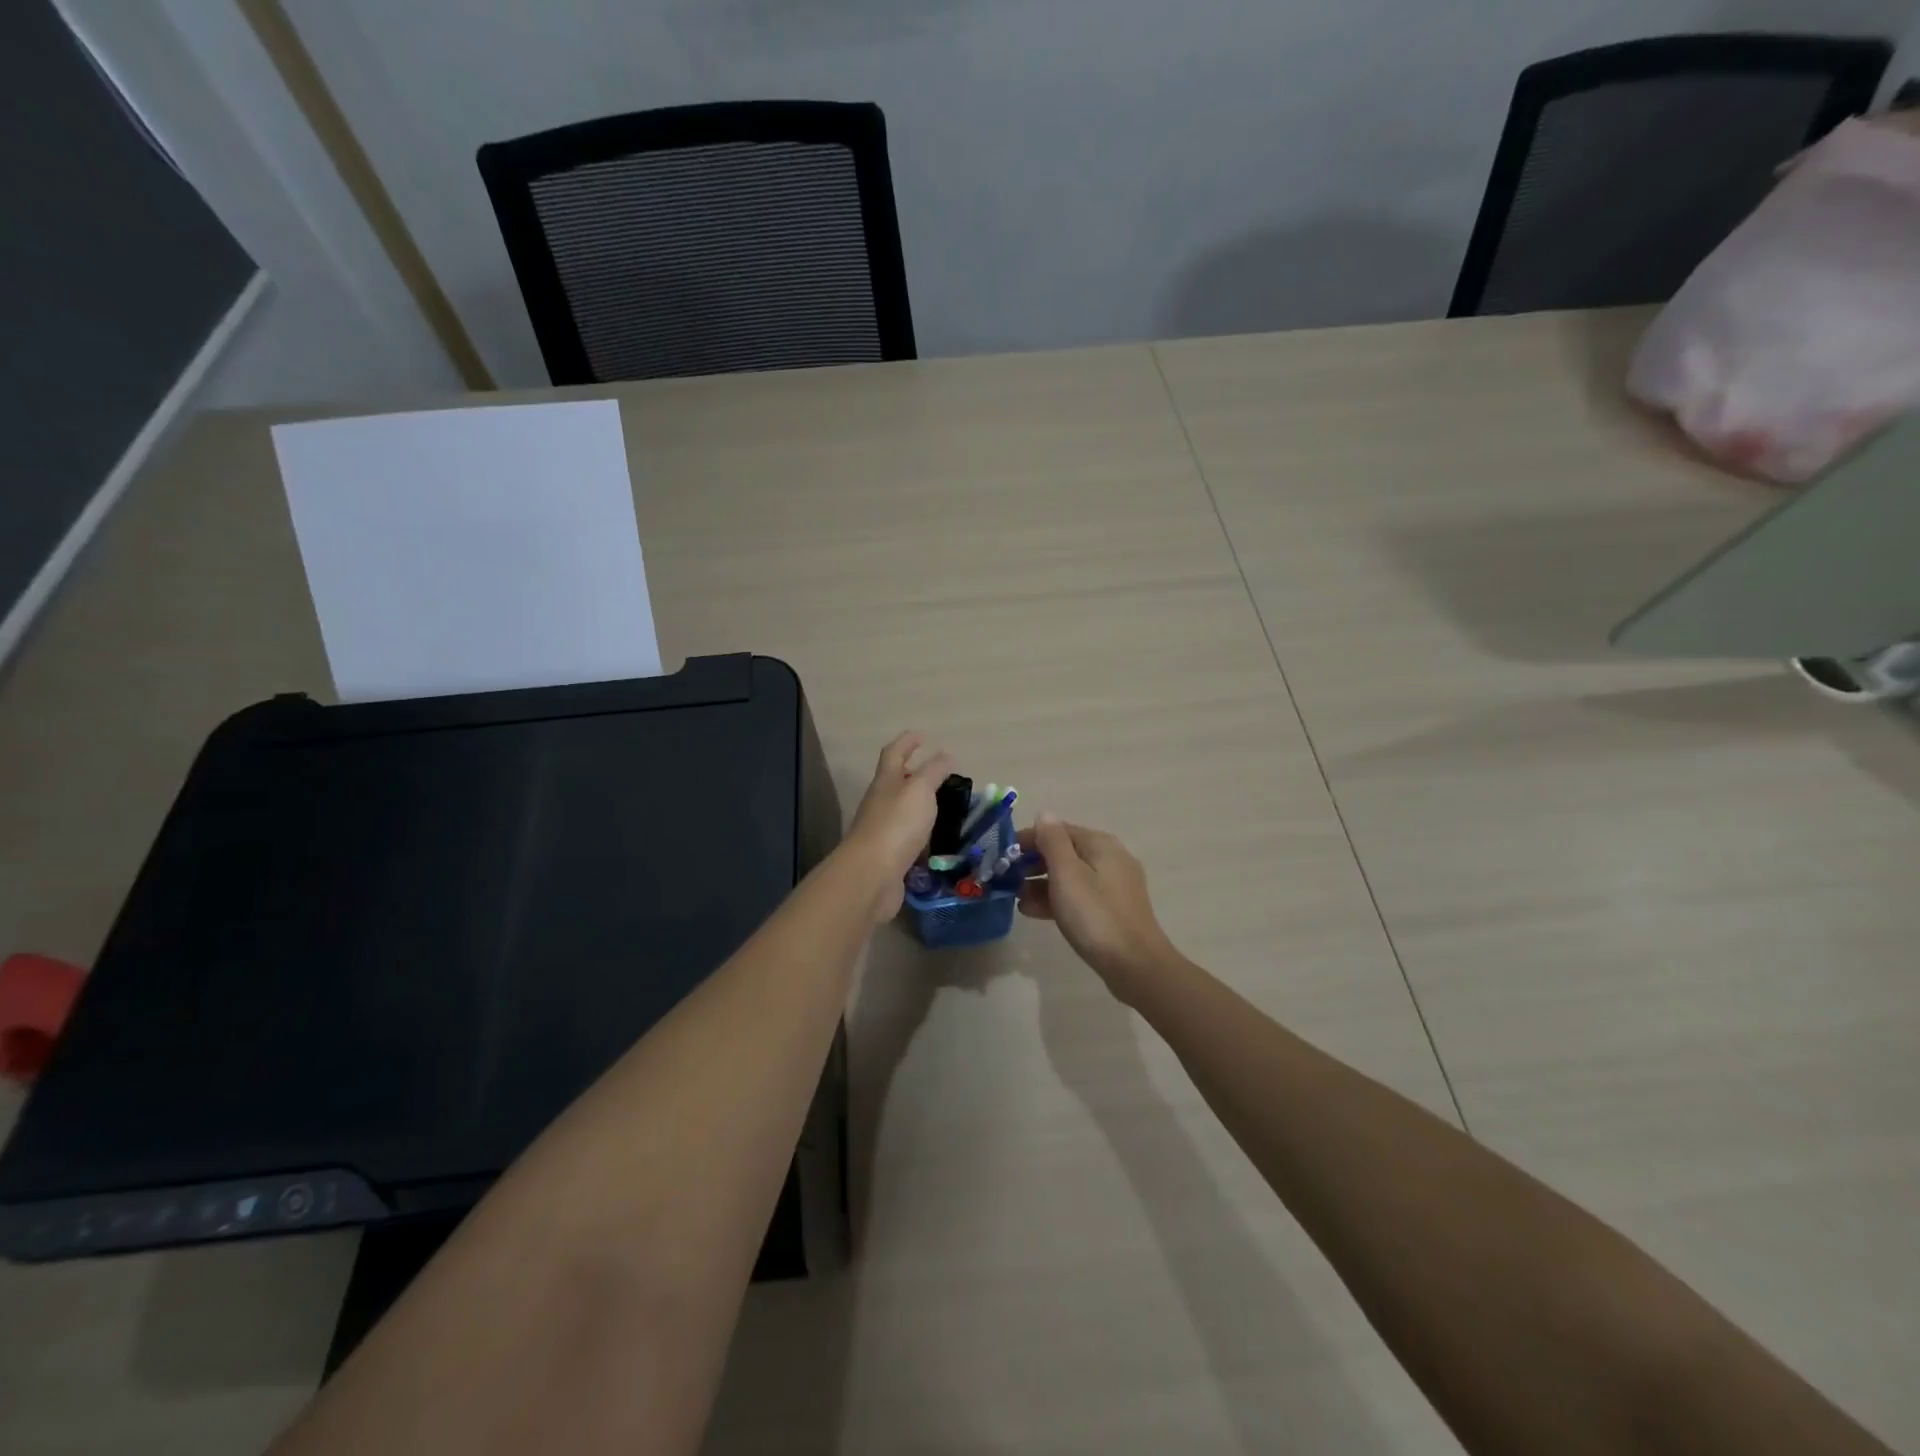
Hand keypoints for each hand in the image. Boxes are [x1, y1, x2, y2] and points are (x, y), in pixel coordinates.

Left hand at [843, 732, 953, 921]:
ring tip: (945, 808)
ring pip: (903, 812)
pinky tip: (937, 843)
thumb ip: (934, 772)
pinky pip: (908, 840)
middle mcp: (880, 803)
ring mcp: (882, 831)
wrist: (871, 875)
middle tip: (940, 775)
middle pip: (896, 782)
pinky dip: (922, 837)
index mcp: (886, 782)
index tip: (922, 735)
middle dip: (915, 775)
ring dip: (920, 808)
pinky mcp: (888, 857)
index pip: (894, 753)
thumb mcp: (920, 790)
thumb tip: (946, 755)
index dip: (907, 742)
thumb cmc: (897, 824)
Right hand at [1019, 815, 1179, 997]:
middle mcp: (1110, 858)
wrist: (1134, 965)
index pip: (1058, 830)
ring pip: (1070, 876)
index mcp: (1100, 844)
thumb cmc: (1095, 915)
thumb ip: (1052, 841)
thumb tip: (1045, 814)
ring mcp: (1113, 885)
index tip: (1003, 854)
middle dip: (1033, 863)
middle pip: (1064, 852)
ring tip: (1015, 898)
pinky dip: (1057, 899)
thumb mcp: (1067, 874)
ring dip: (1041, 884)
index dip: (1029, 839)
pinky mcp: (1112, 910)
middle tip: (1006, 879)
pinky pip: (1078, 896)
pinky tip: (1033, 912)